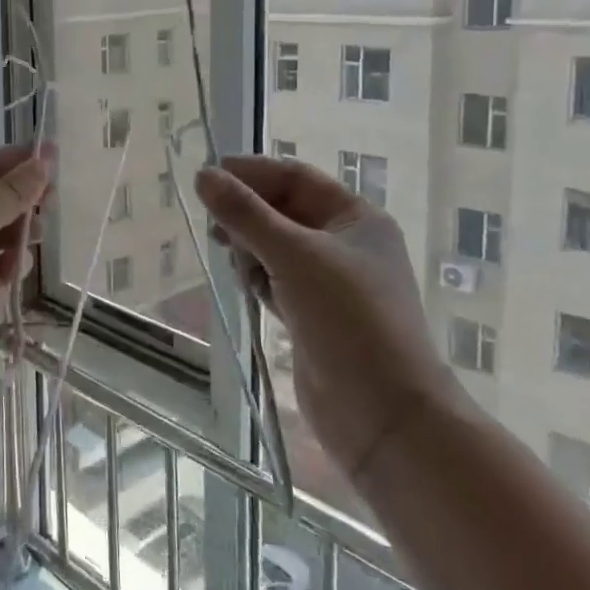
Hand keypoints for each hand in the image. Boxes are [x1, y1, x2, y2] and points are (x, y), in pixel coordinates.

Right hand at [196, 156, 458, 482]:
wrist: (385, 415)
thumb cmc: (348, 319)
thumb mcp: (294, 256)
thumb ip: (245, 214)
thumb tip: (203, 176)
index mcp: (356, 218)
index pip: (296, 178)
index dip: (252, 173)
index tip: (208, 177)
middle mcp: (346, 244)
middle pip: (284, 211)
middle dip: (249, 214)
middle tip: (215, 226)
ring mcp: (331, 283)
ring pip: (277, 247)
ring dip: (251, 248)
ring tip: (236, 264)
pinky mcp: (315, 316)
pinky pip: (277, 280)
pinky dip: (259, 278)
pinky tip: (247, 288)